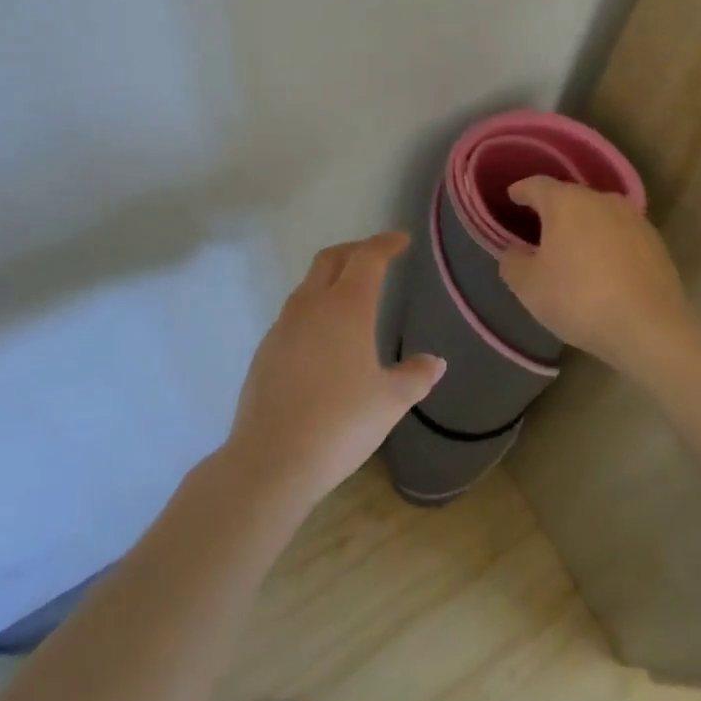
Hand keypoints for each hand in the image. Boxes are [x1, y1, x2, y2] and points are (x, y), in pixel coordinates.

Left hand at [226, 232, 445, 507]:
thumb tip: (435, 362)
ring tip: (351, 296)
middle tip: (377, 256)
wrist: (271, 460)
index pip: (368, 257)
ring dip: (331, 278)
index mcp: (347, 306)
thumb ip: (415, 376)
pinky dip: (314, 308)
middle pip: (331, 258)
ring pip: (309, 284)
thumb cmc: (340, 424)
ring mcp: (284, 326)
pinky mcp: (266, 349)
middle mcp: (312, 305)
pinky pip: (294, 313)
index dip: (386, 244)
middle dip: (356, 250)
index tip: (401, 240)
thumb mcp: (389, 402)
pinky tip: (324, 338)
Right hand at [497, 179, 692, 376]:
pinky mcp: (655, 241)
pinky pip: (620, 234)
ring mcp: (633, 218)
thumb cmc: (579, 299)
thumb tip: (515, 251)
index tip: (512, 197)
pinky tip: (603, 267)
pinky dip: (607, 243)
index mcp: (566, 202)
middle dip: (553, 210)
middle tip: (539, 229)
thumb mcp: (529, 287)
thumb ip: (512, 262)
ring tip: (572, 249)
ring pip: (598, 214)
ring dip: (583, 227)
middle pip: (570, 197)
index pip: (536, 185)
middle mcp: (601, 199)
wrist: (650, 328)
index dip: (521, 191)